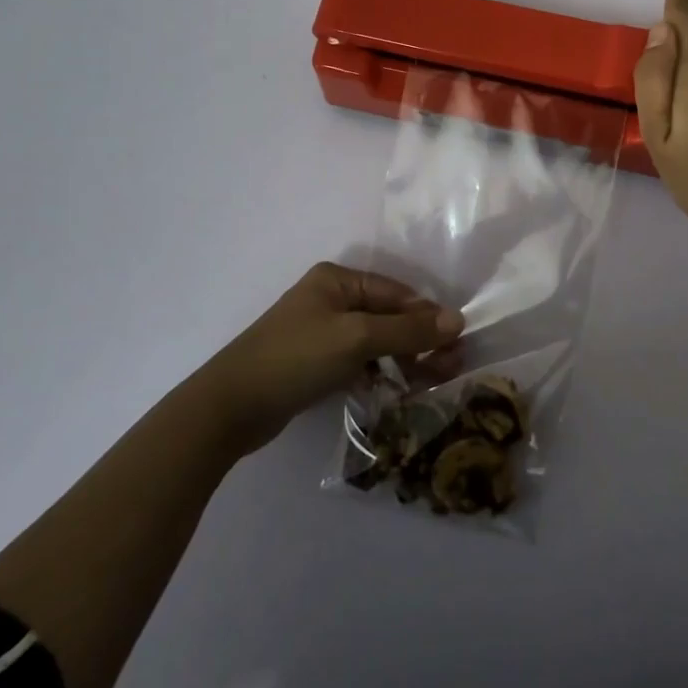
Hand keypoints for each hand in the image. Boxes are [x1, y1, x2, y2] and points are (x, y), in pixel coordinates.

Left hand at [195, 262, 462, 457]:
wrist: (230, 407)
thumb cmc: (296, 358)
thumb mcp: (357, 339)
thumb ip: (408, 330)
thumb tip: (457, 320)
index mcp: (338, 280)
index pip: (397, 293)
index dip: (428, 316)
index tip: (457, 343)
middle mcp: (331, 298)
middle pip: (389, 316)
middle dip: (420, 340)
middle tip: (451, 367)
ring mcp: (322, 332)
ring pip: (376, 342)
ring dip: (404, 360)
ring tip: (431, 383)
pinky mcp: (316, 362)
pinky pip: (359, 361)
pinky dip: (380, 373)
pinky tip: (397, 391)